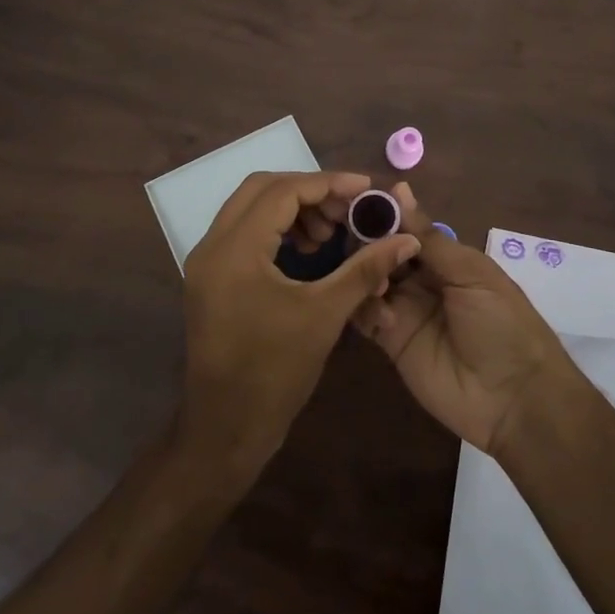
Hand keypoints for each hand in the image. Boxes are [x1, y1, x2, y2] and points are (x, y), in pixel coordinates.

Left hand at [178, 171, 419, 478]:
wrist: (226, 429)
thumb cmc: (275, 372)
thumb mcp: (325, 315)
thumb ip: (365, 270)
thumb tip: (407, 239)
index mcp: (235, 249)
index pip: (282, 192)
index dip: (327, 184)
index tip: (365, 188)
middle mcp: (213, 246)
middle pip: (261, 189)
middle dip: (309, 192)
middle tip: (348, 209)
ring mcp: (207, 262)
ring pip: (251, 209)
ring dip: (292, 210)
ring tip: (330, 233)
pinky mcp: (211, 278)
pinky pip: (244, 232)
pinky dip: (277, 229)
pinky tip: (308, 250)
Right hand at [354, 182, 573, 455]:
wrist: (515, 397)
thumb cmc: (503, 323)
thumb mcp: (472, 273)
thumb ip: (429, 238)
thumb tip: (398, 189)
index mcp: (445, 257)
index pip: (404, 228)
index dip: (382, 215)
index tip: (354, 201)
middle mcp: (421, 279)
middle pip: (382, 252)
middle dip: (367, 243)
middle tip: (354, 242)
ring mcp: (404, 310)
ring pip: (369, 280)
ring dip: (365, 274)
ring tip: (377, 283)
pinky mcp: (391, 342)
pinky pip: (366, 316)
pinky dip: (364, 308)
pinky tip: (381, 314)